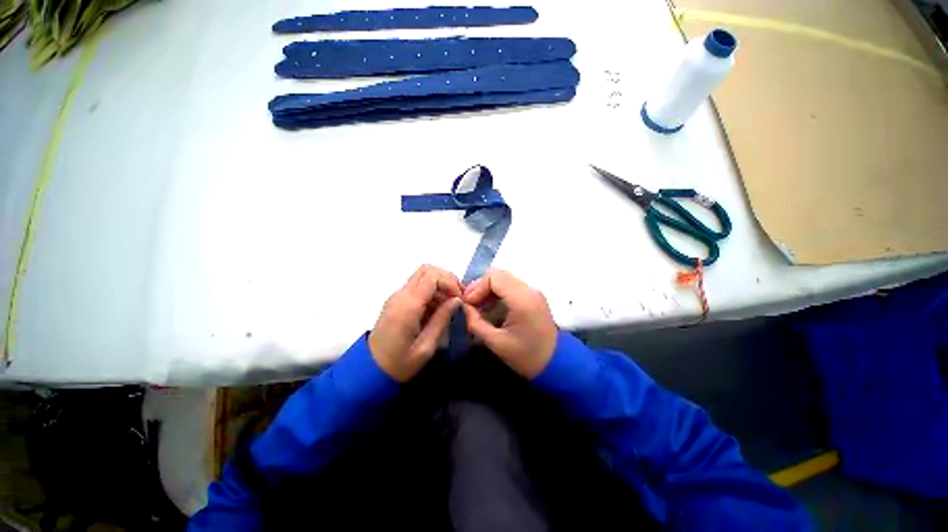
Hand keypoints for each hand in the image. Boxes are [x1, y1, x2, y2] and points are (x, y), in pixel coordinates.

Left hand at [369, 265, 461, 381]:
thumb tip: (456, 300)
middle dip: (446, 280)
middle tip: (458, 299)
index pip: (431, 276)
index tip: (461, 300)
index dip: (450, 283)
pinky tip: (438, 312)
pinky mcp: (395, 303)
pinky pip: (415, 289)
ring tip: (450, 308)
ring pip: (421, 277)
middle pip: (425, 270)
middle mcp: (400, 296)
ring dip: (439, 287)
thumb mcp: (426, 347)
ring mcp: (396, 298)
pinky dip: (430, 293)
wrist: (372, 369)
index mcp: (407, 306)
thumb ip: (441, 320)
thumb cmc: (400, 363)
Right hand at [462, 269, 557, 378]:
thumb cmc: (525, 356)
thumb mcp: (496, 343)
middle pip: (499, 275)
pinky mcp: (535, 299)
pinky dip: (499, 294)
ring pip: (505, 280)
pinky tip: (491, 311)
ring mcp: (534, 293)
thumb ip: (475, 323)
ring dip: (489, 291)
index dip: (476, 288)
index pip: (493, 277)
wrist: (555, 364)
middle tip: (469, 306)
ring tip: (478, 309)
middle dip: (480, 288)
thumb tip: (463, 308)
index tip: (467, 305)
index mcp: (522, 300)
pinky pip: (513, 288)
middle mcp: (530, 290)